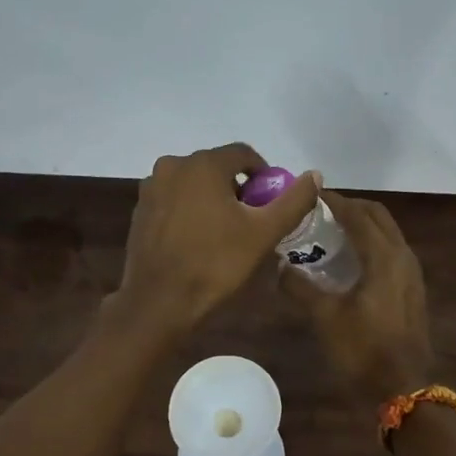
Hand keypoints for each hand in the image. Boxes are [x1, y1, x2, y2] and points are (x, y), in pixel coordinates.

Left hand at [114, 143, 319, 333]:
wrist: (159, 301)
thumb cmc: (215, 263)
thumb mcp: (264, 233)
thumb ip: (293, 201)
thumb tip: (315, 175)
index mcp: (203, 164)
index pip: (244, 153)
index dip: (264, 175)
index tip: (271, 203)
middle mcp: (173, 165)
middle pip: (217, 167)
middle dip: (238, 188)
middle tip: (252, 220)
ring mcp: (151, 187)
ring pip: (194, 183)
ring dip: (213, 198)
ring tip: (226, 232)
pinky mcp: (140, 210)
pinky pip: (174, 199)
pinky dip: (190, 210)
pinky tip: (198, 239)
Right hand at [279, 191, 435, 407]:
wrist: (403, 388)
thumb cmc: (363, 349)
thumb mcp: (325, 317)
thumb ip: (300, 287)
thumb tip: (280, 268)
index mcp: (384, 256)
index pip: (357, 214)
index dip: (334, 200)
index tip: (310, 195)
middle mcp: (403, 256)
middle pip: (378, 216)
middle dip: (350, 207)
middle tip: (321, 211)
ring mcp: (411, 273)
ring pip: (387, 233)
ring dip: (362, 224)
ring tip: (331, 231)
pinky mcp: (412, 289)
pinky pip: (391, 251)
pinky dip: (371, 243)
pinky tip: (349, 261)